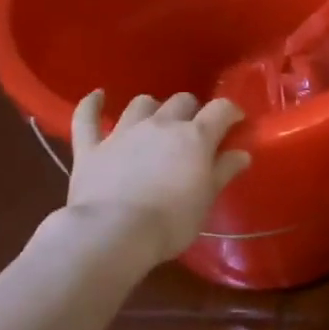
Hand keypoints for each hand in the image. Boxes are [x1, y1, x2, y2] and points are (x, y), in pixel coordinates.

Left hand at [67, 90, 250, 260]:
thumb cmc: (171, 221)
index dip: (231, 112)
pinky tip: (97, 96)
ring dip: (152, 108)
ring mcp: (123, 133)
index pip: (221, 109)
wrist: (114, 233)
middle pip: (181, 101)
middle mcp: (161, 125)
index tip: (236, 123)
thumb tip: (241, 153)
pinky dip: (92, 105)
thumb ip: (224, 171)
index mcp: (195, 137)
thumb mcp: (207, 199)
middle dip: (192, 110)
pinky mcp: (91, 148)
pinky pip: (87, 117)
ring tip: (155, 121)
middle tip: (194, 130)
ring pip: (141, 104)